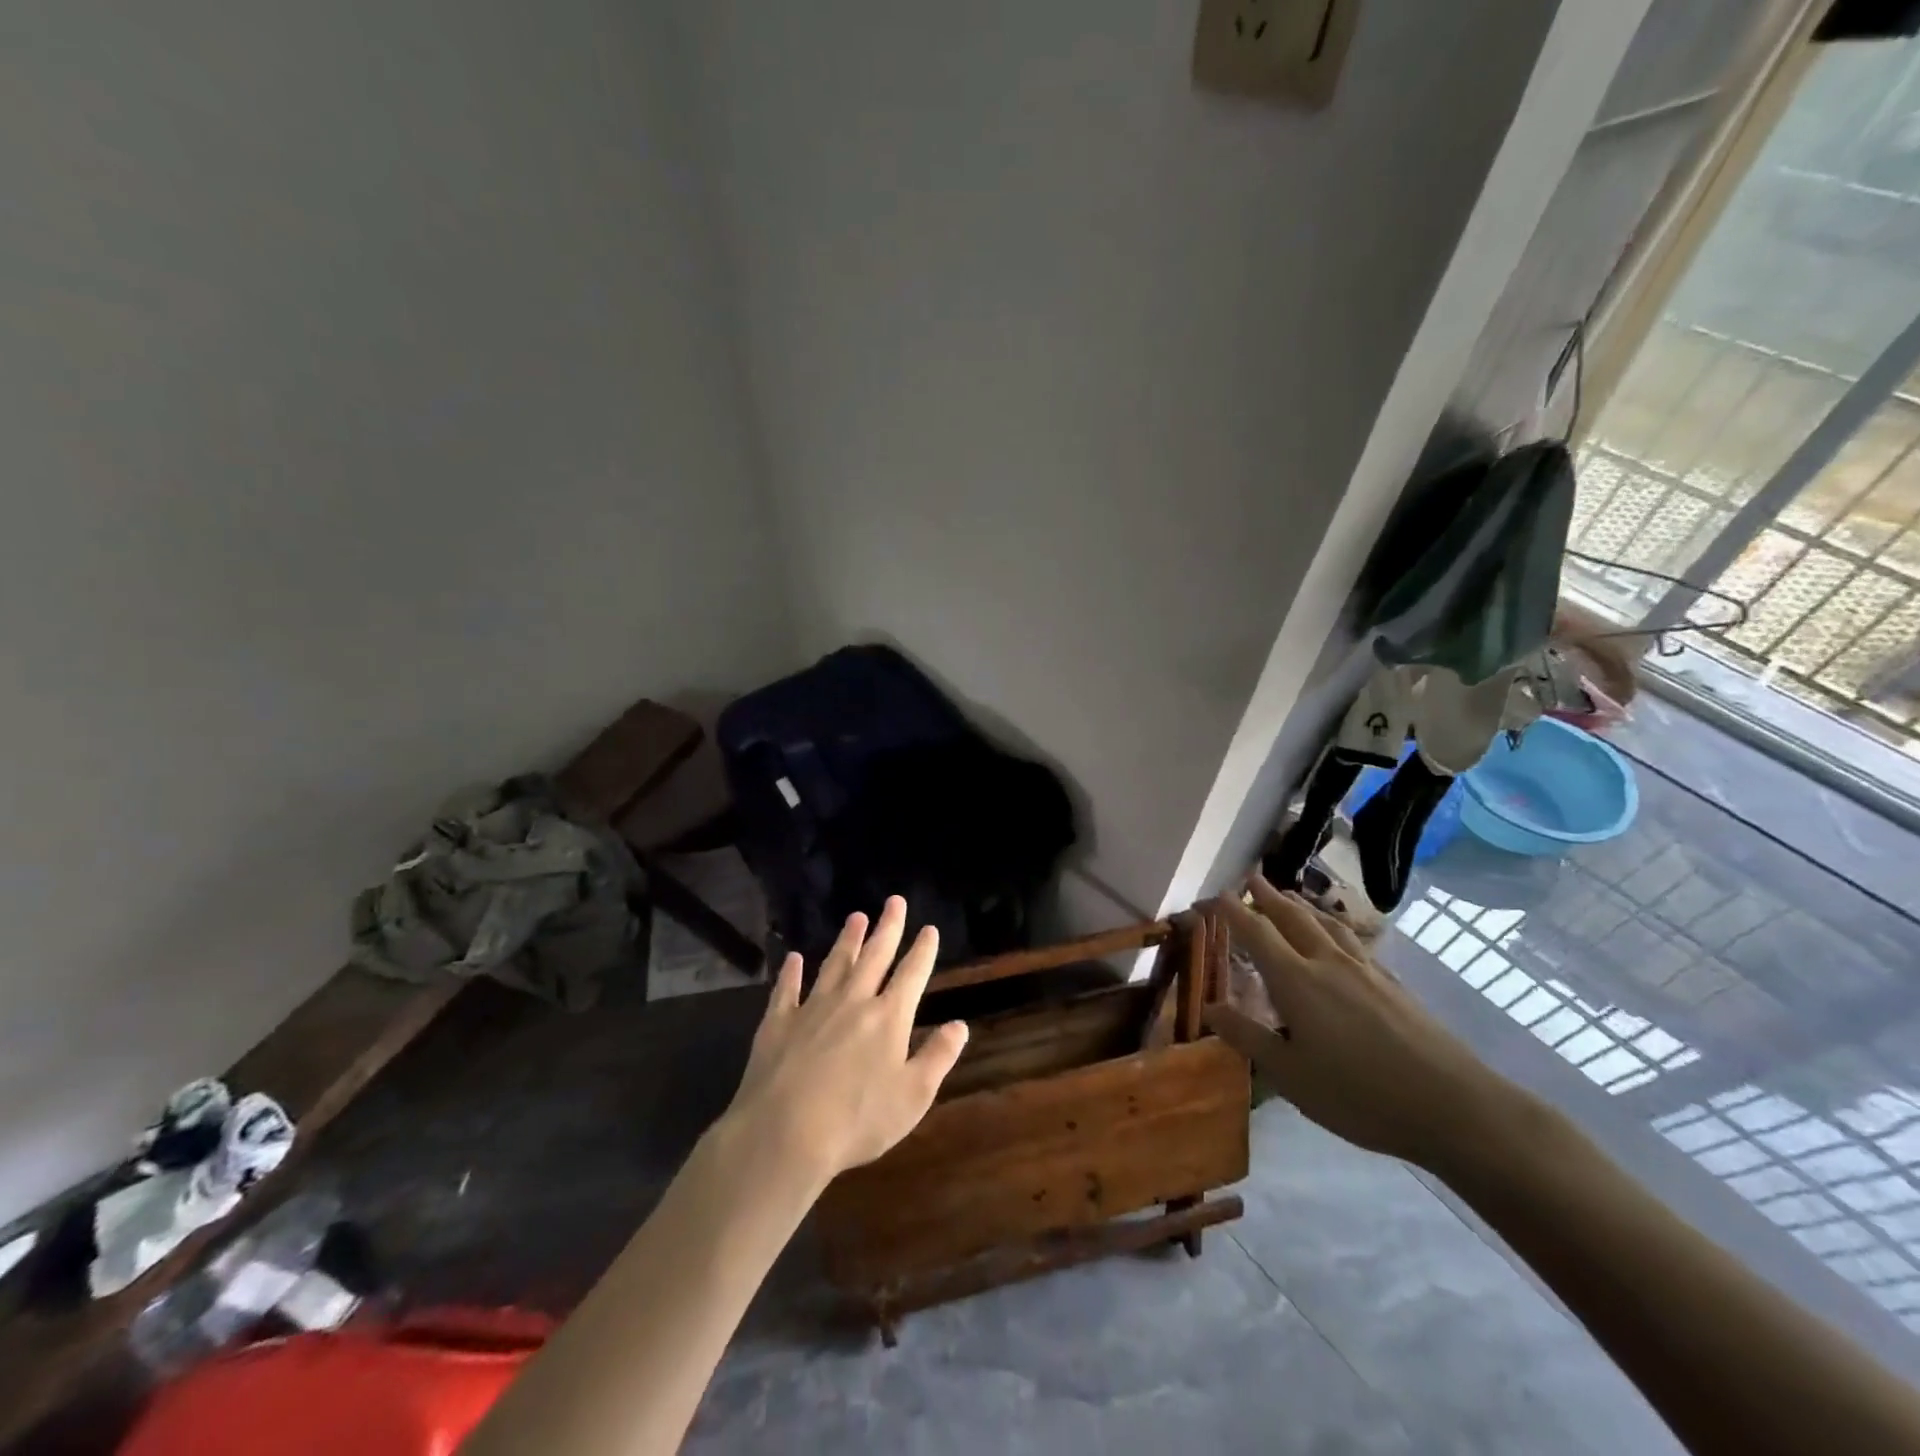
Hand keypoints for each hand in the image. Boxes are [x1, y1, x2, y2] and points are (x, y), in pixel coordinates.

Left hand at [721, 896, 968, 1187]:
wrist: (785, 1132)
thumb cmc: (857, 1120)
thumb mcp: (913, 1096)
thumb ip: (938, 1057)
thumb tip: (960, 1025)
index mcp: (888, 1018)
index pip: (911, 974)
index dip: (922, 950)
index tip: (929, 928)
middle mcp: (853, 1001)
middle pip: (875, 956)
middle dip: (888, 927)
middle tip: (894, 901)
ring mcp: (813, 1008)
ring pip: (835, 964)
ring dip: (848, 940)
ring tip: (856, 917)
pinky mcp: (778, 1022)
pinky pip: (787, 989)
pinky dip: (791, 972)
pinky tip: (794, 958)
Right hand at [1207, 875, 1515, 1170]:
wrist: (1453, 1105)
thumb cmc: (1359, 1094)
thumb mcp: (1290, 1075)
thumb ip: (1248, 1037)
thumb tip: (1208, 1008)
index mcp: (1296, 980)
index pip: (1257, 932)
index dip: (1233, 911)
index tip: (1216, 894)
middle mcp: (1328, 963)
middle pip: (1293, 917)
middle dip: (1268, 896)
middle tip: (1251, 877)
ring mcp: (1365, 971)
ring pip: (1327, 924)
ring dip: (1302, 905)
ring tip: (1290, 896)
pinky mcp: (1393, 984)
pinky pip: (1353, 941)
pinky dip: (1333, 927)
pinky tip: (1339, 939)